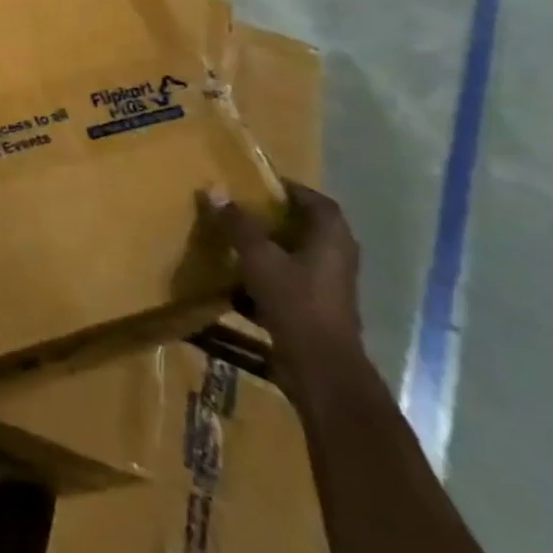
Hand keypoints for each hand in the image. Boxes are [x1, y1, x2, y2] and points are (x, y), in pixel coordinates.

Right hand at [198, 184, 361, 409]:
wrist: (321, 369)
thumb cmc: (295, 303)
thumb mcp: (259, 258)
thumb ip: (237, 224)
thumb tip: (214, 189)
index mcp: (332, 239)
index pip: (317, 202)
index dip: (291, 189)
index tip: (260, 184)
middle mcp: (337, 258)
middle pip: (309, 228)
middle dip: (277, 218)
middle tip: (243, 209)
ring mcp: (331, 287)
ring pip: (299, 256)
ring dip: (272, 247)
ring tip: (237, 241)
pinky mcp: (319, 310)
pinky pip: (292, 281)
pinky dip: (269, 276)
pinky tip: (240, 282)